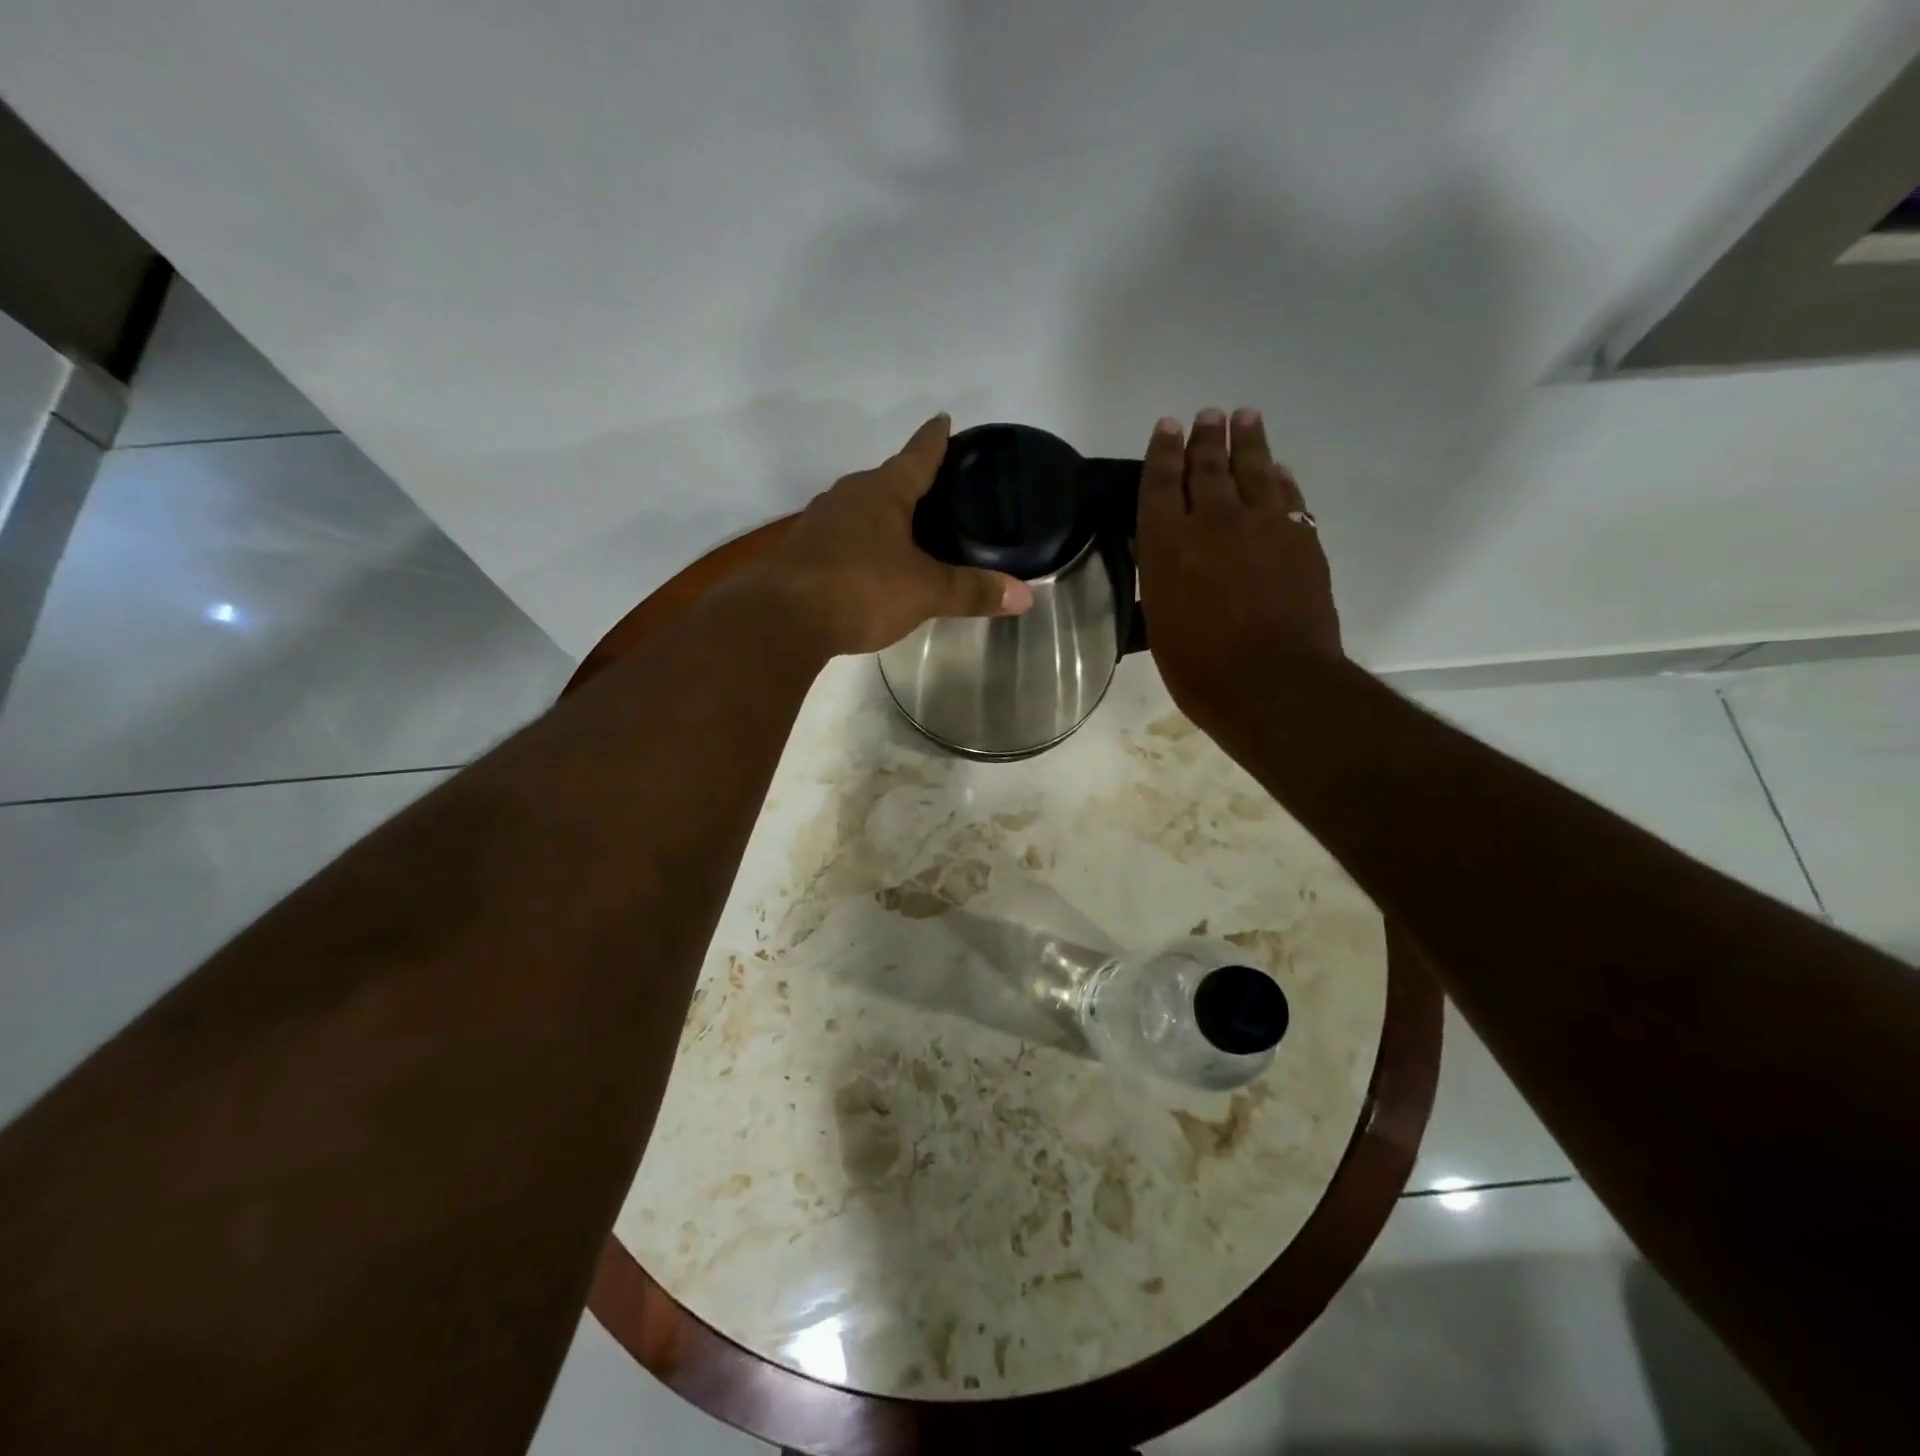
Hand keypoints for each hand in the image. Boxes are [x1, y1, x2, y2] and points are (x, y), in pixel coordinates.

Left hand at [752, 414, 1034, 655]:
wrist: (781, 619)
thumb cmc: (861, 589)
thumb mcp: (925, 592)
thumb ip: (972, 591)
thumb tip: (1025, 597)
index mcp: (883, 491)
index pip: (918, 454)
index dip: (935, 439)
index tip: (945, 419)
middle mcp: (848, 496)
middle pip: (887, 481)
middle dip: (911, 483)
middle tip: (939, 491)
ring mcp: (819, 523)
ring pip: (861, 511)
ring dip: (883, 516)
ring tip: (908, 530)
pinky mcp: (802, 552)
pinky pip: (842, 539)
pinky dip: (861, 545)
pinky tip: (870, 565)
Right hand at [1137, 407, 1341, 729]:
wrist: (1273, 685)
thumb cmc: (1200, 668)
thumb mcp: (1159, 621)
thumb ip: (1162, 575)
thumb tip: (1166, 548)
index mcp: (1168, 543)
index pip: (1161, 482)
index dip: (1163, 451)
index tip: (1167, 426)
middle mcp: (1214, 521)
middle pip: (1208, 465)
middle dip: (1205, 437)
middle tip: (1206, 416)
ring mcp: (1263, 525)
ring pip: (1254, 469)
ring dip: (1247, 440)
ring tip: (1244, 418)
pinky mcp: (1301, 537)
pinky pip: (1289, 495)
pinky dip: (1281, 477)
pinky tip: (1278, 469)